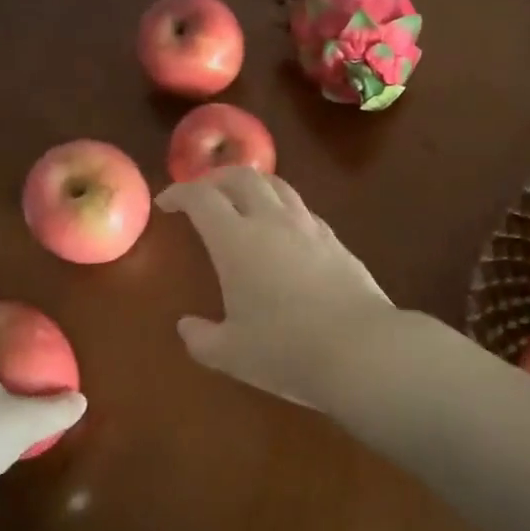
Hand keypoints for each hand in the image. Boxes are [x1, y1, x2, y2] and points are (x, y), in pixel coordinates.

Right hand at [156, 167, 399, 409]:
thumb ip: (201, 338)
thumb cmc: (286, 350)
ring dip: (252, 184)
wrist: (362, 349)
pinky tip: (282, 229)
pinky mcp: (335, 239)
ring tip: (241, 200)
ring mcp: (308, 226)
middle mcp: (272, 221)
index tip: (166, 203)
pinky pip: (301, 208)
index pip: (201, 198)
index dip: (179, 193)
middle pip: (241, 176)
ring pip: (277, 185)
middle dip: (215, 178)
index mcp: (236, 240)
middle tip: (201, 194)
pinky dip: (281, 206)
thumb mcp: (231, 354)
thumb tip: (187, 327)